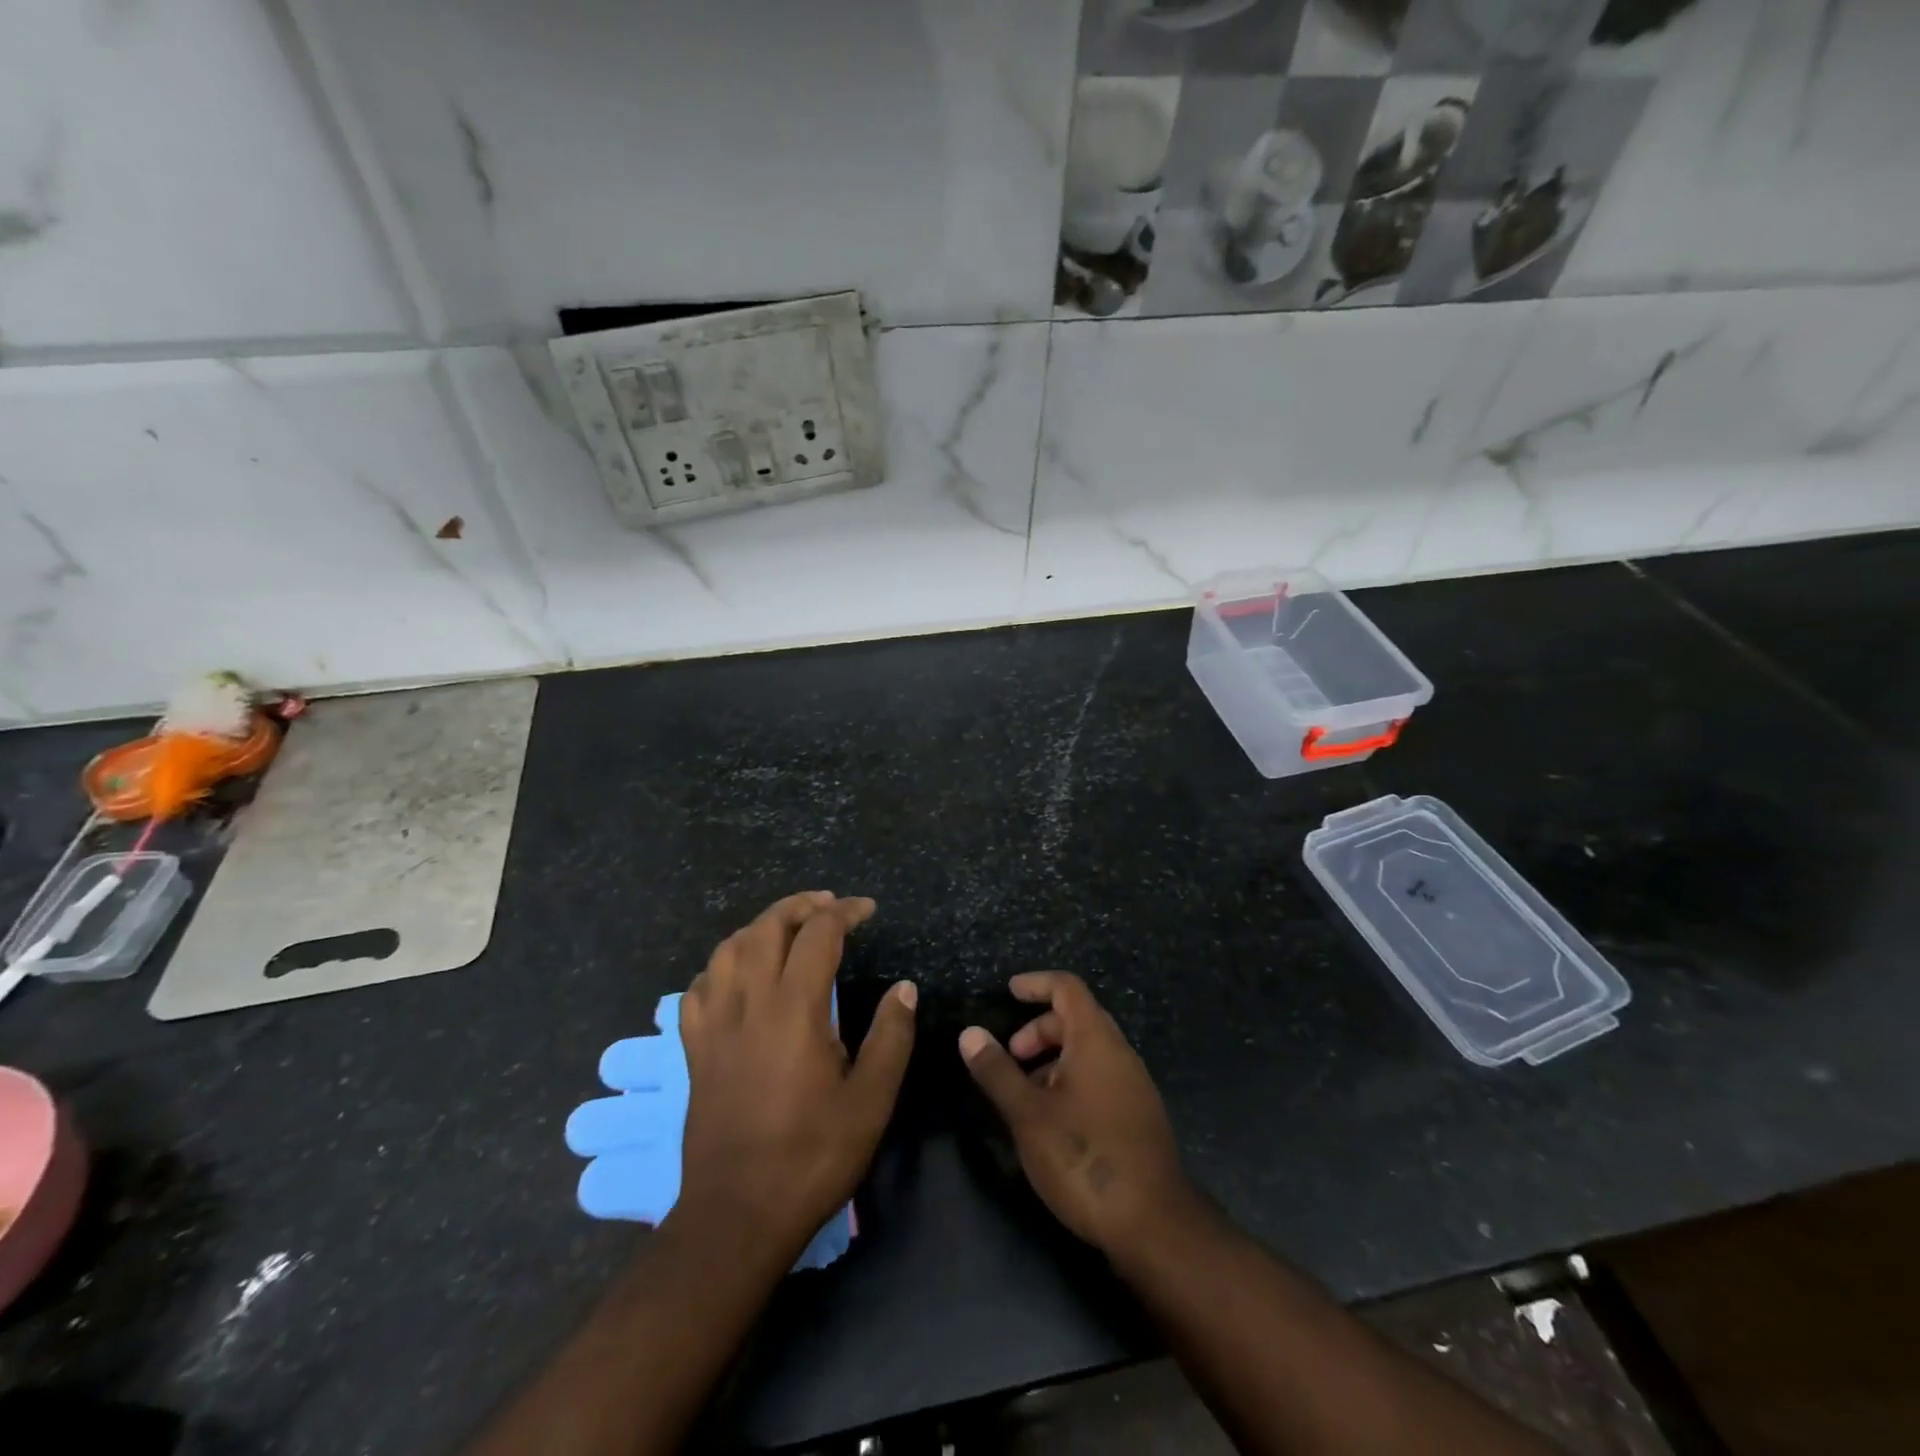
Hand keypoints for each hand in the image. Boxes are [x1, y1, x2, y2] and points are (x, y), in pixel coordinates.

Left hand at [677, 892, 916, 1263]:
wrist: (737, 1213)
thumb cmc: (812, 1154)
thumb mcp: (871, 1100)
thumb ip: (891, 1036)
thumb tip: (904, 987)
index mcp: (795, 1008)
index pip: (818, 933)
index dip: (845, 912)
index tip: (867, 910)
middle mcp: (750, 1001)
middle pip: (767, 927)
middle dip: (800, 906)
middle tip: (828, 906)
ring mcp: (714, 1023)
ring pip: (729, 948)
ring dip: (760, 926)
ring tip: (786, 928)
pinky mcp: (694, 1048)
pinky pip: (700, 986)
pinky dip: (723, 964)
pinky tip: (739, 975)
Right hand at [960, 972, 1197, 1259]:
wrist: (1153, 1223)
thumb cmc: (1084, 1156)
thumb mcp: (1028, 1114)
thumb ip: (997, 1071)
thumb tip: (970, 1033)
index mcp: (1096, 1040)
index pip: (1067, 988)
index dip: (1037, 983)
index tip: (1009, 992)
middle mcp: (1120, 1053)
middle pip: (1077, 1018)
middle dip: (1039, 1028)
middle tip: (1011, 1056)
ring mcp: (1134, 1085)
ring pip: (1089, 1051)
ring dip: (1054, 1058)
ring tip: (1025, 1094)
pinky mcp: (1138, 1115)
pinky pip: (1100, 1077)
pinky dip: (1072, 1080)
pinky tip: (1054, 1120)